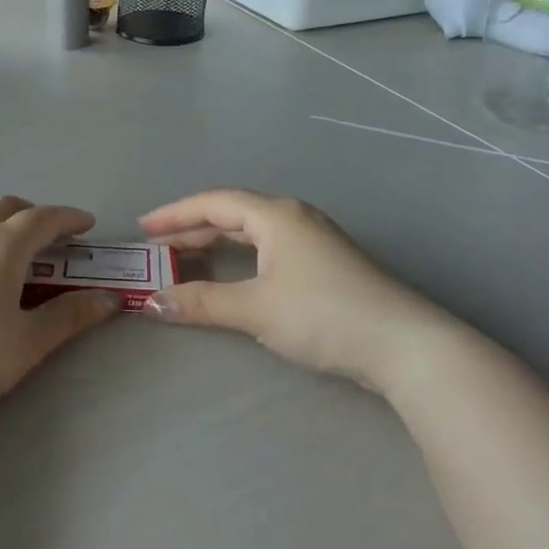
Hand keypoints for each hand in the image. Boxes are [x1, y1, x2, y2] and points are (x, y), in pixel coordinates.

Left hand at [0, 198, 120, 419]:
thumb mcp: (29, 342)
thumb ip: (71, 316)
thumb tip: (110, 298)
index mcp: (2, 248)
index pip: (42, 219)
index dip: (68, 217)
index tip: (87, 224)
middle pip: (3, 207)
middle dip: (32, 212)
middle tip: (49, 233)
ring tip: (1, 229)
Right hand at [139, 189, 448, 392]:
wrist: (405, 346)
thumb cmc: (324, 315)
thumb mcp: (256, 308)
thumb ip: (201, 303)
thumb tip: (151, 302)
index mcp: (276, 215)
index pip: (214, 202)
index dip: (175, 214)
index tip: (143, 228)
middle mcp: (294, 218)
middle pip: (232, 213)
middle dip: (191, 229)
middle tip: (156, 248)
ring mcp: (313, 240)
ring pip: (251, 232)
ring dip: (215, 243)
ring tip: (183, 260)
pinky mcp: (324, 264)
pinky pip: (267, 248)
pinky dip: (238, 257)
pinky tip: (230, 274)